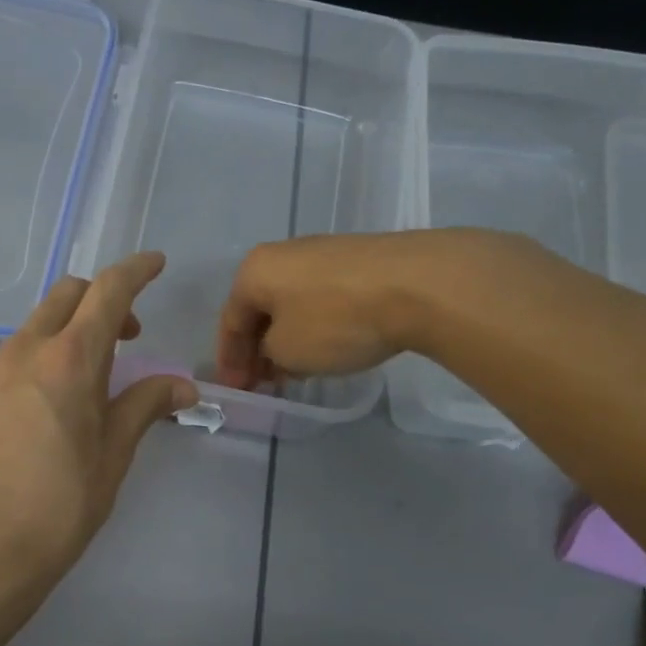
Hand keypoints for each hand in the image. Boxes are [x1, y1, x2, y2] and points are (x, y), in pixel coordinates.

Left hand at [0, 252, 198, 587]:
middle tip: (126, 337)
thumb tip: (183, 386)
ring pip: (32, 327)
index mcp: (71, 360)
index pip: (108, 292)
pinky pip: (4, 359)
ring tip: (80, 381)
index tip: (155, 263)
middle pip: (66, 295)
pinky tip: (36, 406)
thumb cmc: (61, 504)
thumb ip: (144, 406)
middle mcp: (24, 350)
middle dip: (100, 300)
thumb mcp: (113, 454)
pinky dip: (31, 361)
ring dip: (63, 333)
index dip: (135, 271)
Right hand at [215, 231, 472, 389]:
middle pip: (259, 310)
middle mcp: (282, 254)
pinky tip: (324, 349)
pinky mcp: (356, 261)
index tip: (235, 391)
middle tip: (260, 384)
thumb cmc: (335, 320)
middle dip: (257, 350)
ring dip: (285, 340)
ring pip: (290, 304)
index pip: (229, 321)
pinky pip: (320, 299)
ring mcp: (322, 254)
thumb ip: (268, 355)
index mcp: (254, 271)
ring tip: (291, 372)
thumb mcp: (287, 352)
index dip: (229, 360)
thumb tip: (276, 351)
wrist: (417, 284)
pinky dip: (313, 326)